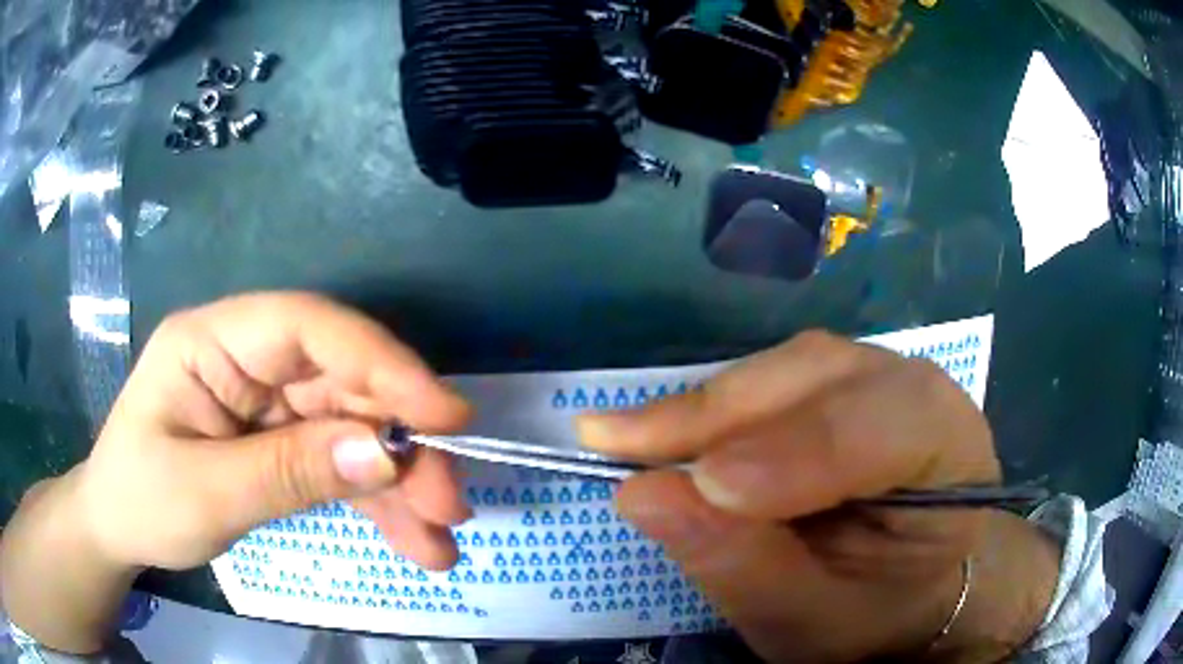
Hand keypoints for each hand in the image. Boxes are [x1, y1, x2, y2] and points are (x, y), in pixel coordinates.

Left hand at [76, 292, 471, 571]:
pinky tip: (411, 541)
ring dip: (398, 484)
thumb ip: (289, 472)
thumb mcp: (206, 494)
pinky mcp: (278, 440)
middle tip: (449, 503)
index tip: (445, 415)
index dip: (379, 362)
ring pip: (350, 428)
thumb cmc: (140, 500)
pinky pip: (337, 464)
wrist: (117, 529)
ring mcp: (266, 401)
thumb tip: (384, 454)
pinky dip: (376, 503)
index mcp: (212, 342)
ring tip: (439, 539)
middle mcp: (247, 359)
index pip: (307, 327)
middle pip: (340, 383)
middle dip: (399, 443)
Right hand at [578, 332, 1059, 663]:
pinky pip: (770, 378)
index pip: (882, 425)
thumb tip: (643, 495)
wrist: (918, 591)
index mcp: (948, 448)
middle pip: (820, 375)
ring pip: (785, 367)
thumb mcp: (815, 622)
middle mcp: (916, 390)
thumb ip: (745, 567)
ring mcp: (875, 377)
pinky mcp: (835, 385)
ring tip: (631, 440)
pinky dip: (714, 407)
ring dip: (705, 406)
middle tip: (619, 447)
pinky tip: (669, 431)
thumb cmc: (882, 613)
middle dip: (720, 414)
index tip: (701, 487)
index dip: (795, 452)